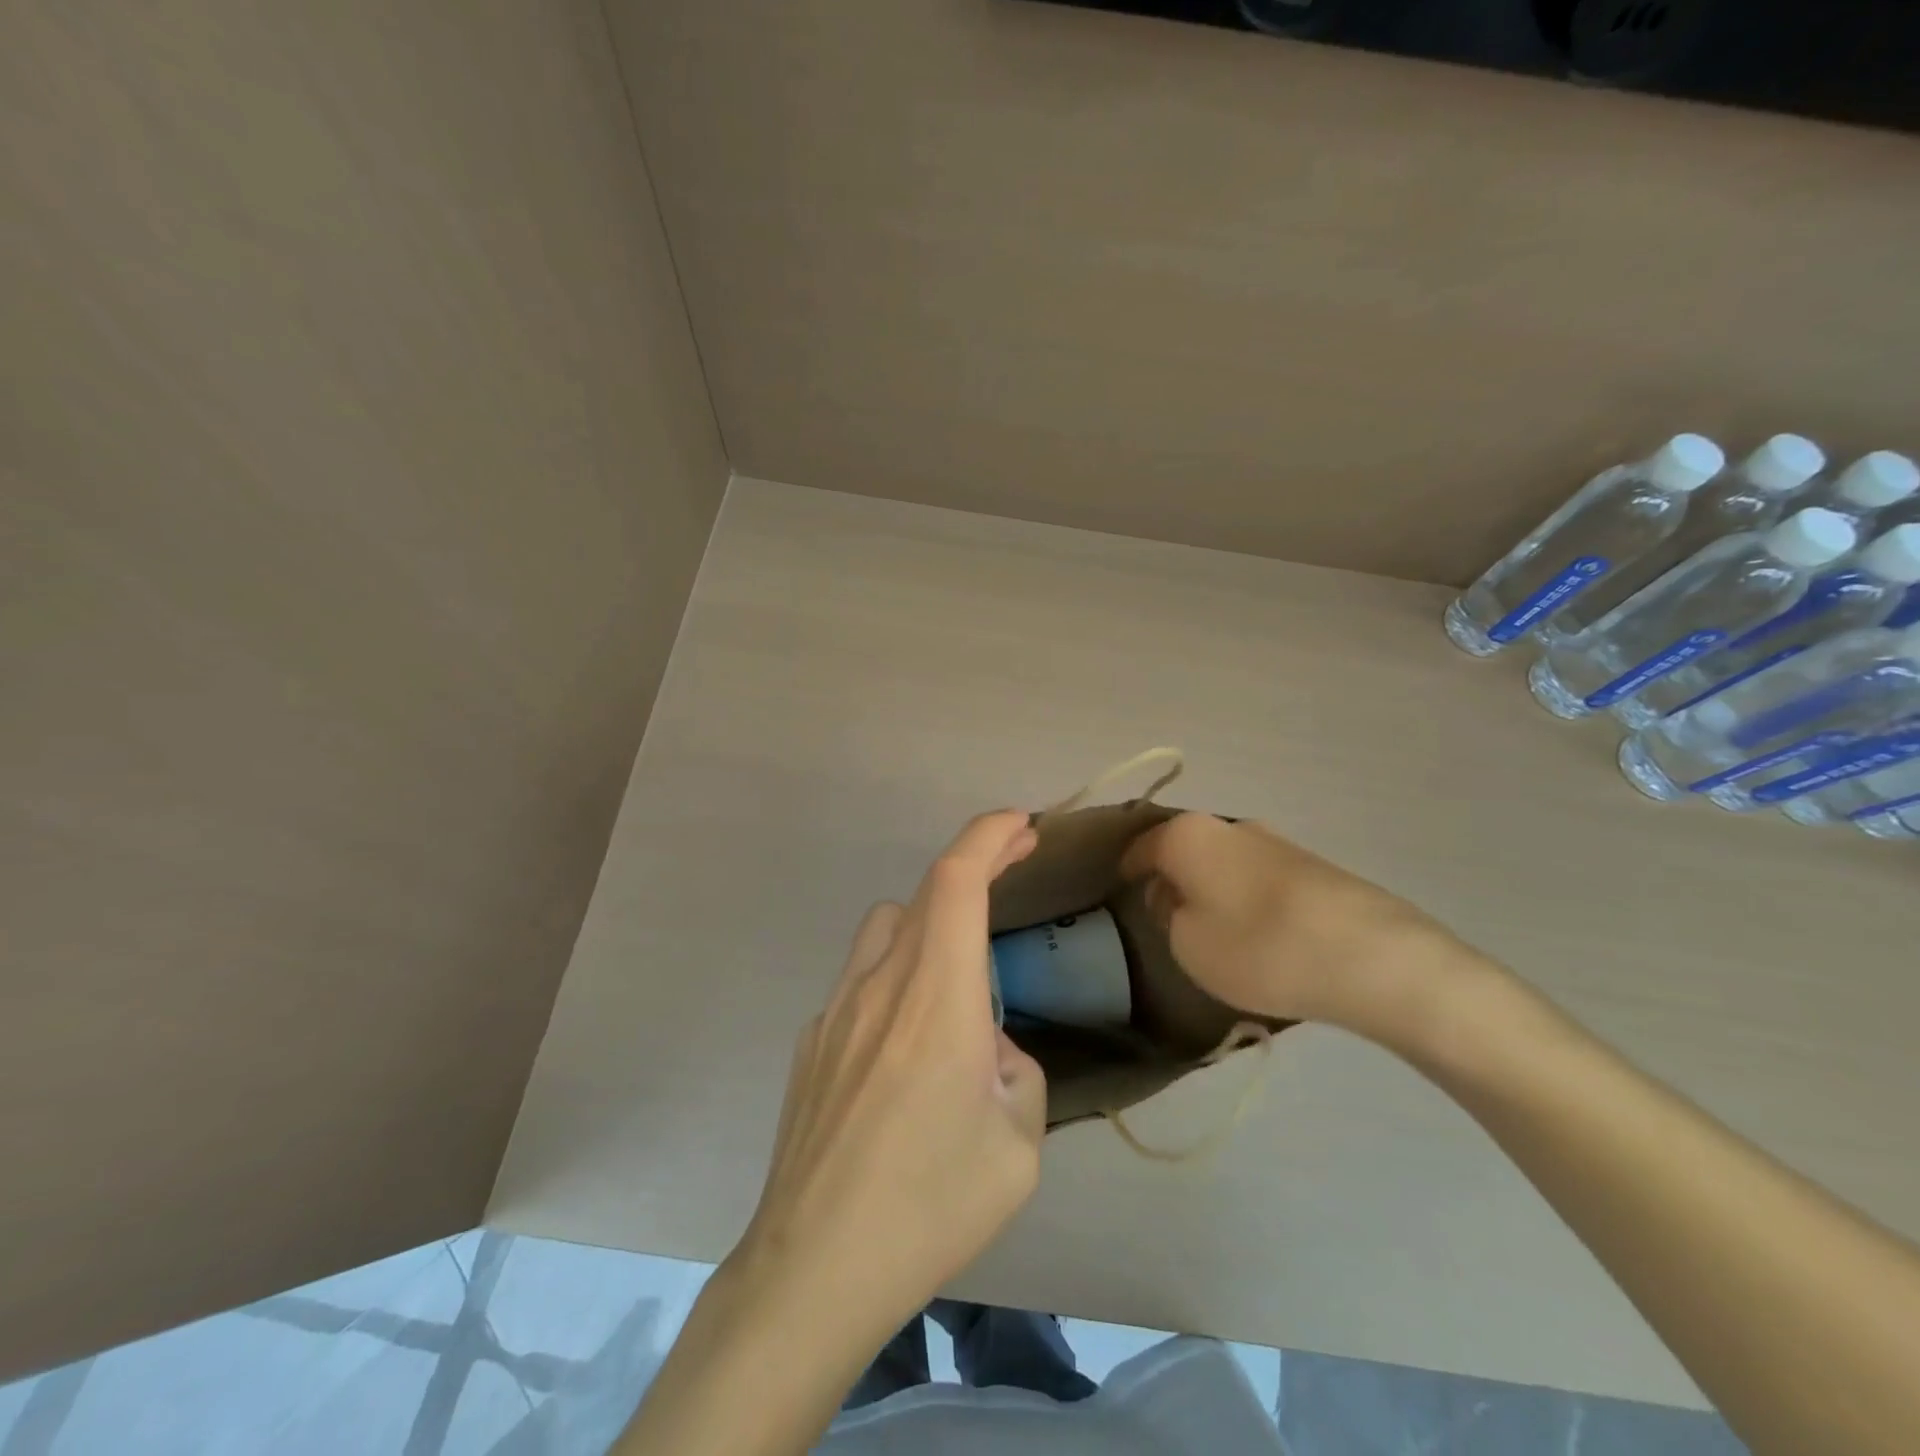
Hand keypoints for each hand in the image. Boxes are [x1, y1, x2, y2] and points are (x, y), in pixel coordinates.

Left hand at [730, 810, 1048, 1345]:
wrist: (812, 1268)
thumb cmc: (928, 1206)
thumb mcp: (1017, 1146)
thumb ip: (1016, 1071)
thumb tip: (987, 1045)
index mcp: (936, 995)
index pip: (957, 878)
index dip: (989, 835)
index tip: (1022, 825)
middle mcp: (880, 983)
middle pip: (924, 893)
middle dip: (974, 870)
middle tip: (1011, 878)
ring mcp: (835, 1009)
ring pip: (886, 929)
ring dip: (928, 924)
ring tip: (956, 978)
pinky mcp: (810, 1041)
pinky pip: (861, 981)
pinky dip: (894, 980)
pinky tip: (904, 1051)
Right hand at [1120, 812, 1477, 1040]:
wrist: (1372, 956)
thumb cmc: (1258, 946)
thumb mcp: (1188, 943)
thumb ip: (1169, 915)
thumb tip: (1174, 896)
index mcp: (1188, 835)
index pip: (1140, 847)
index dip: (1126, 872)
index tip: (1120, 894)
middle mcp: (1229, 825)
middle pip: (1185, 849)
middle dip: (1172, 878)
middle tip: (1167, 918)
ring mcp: (1275, 841)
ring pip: (1223, 862)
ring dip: (1212, 888)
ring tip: (1215, 930)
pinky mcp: (1312, 865)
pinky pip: (1258, 877)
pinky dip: (1247, 897)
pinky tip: (1259, 932)